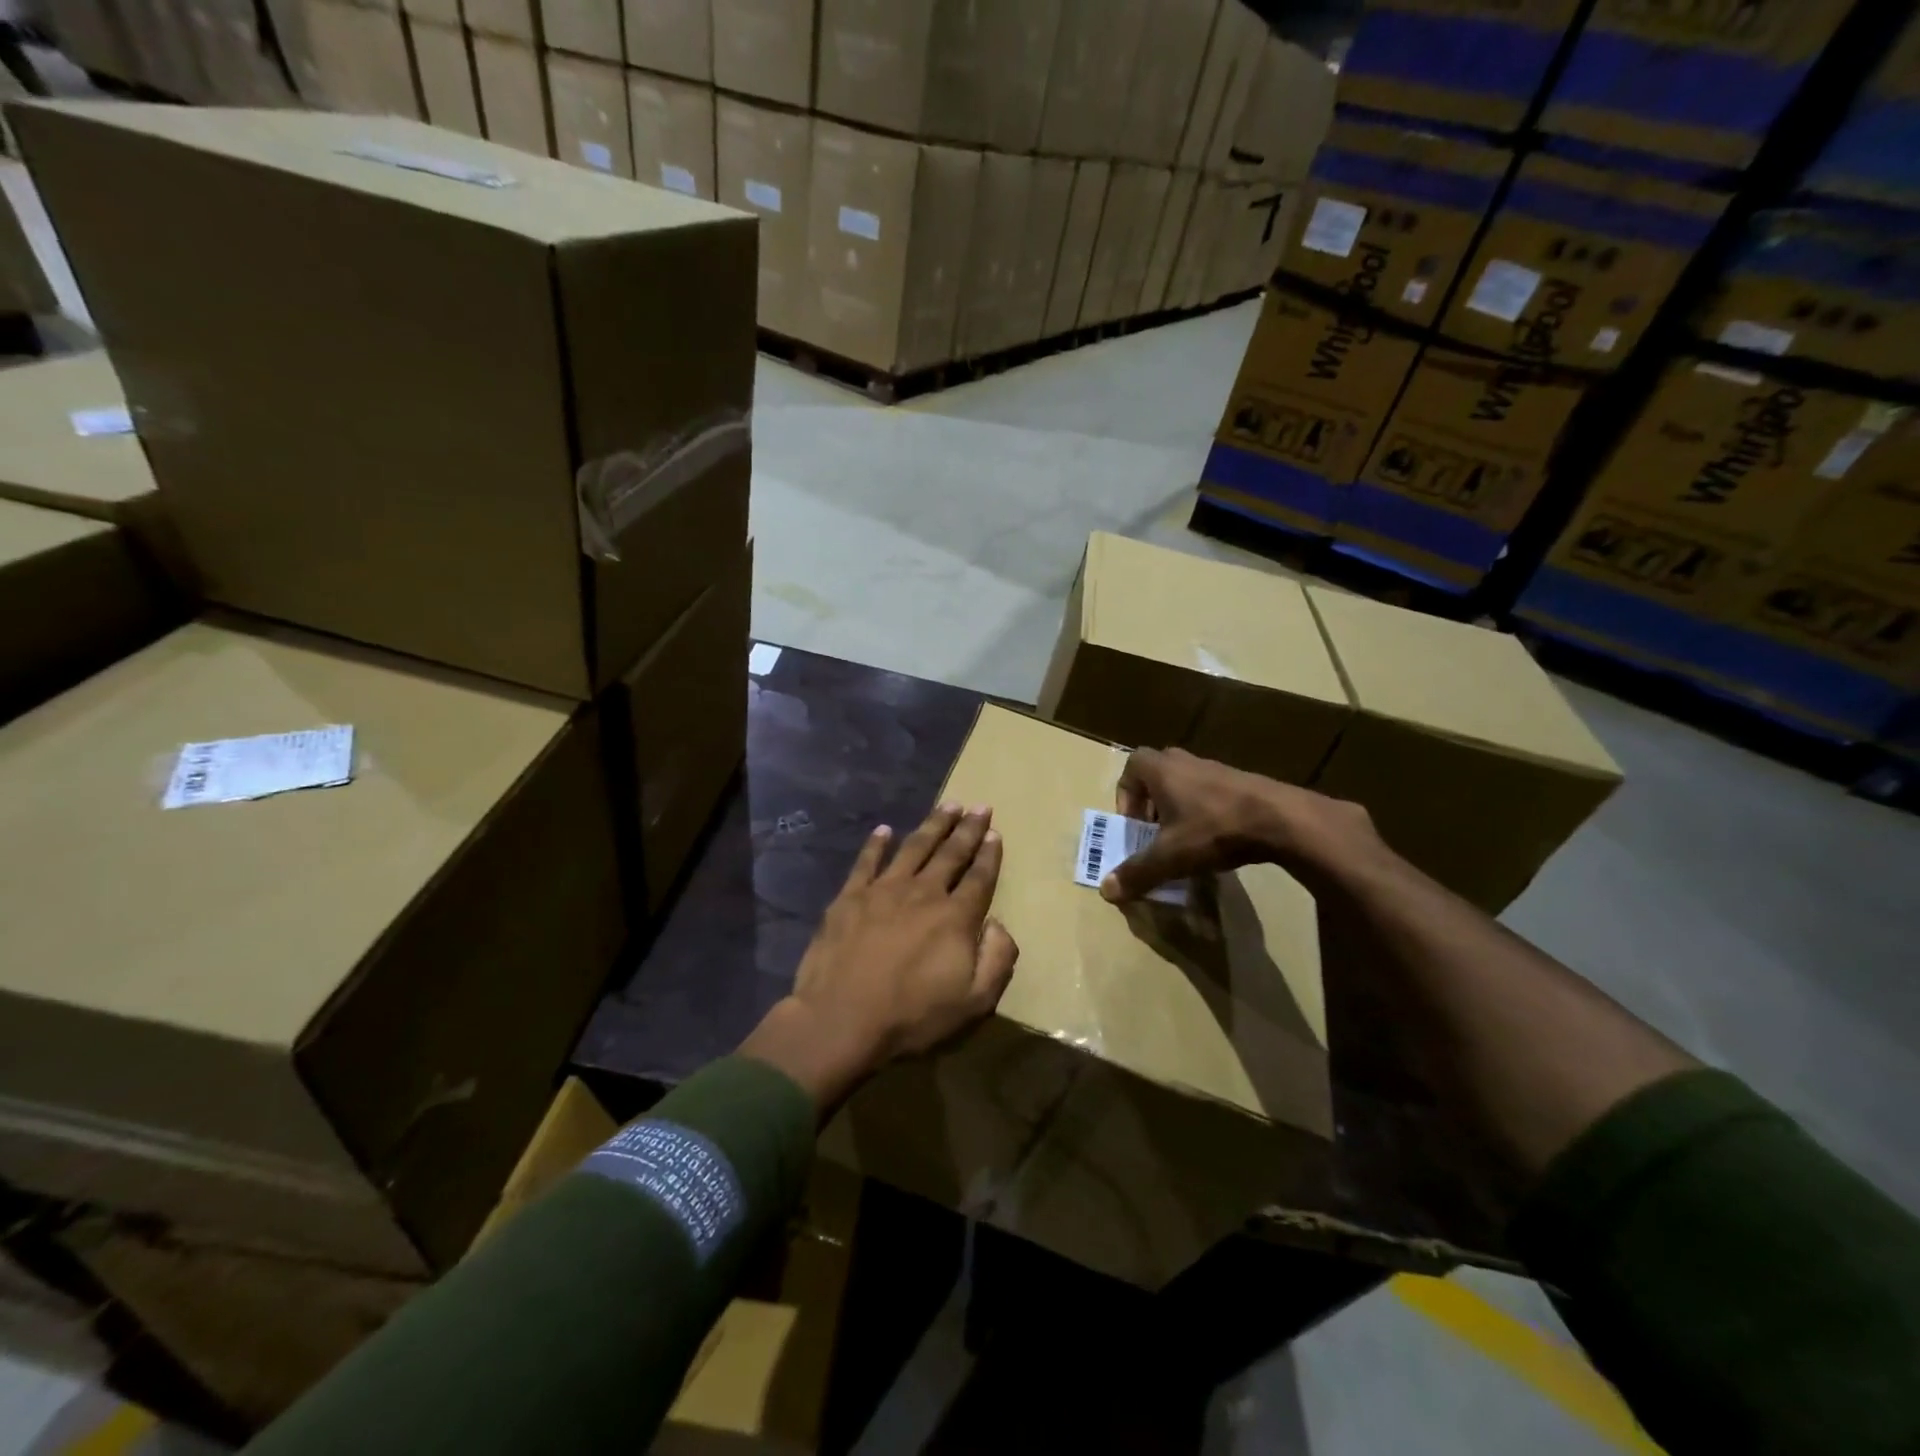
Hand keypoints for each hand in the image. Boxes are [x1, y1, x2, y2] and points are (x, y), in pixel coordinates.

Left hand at [740, 803, 1018, 1117]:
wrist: (841, 1018)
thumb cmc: (911, 1015)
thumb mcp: (973, 1002)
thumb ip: (996, 959)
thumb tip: (999, 924)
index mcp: (955, 917)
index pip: (979, 877)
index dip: (989, 854)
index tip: (996, 833)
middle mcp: (923, 893)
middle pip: (950, 853)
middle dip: (968, 828)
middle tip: (980, 806)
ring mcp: (884, 890)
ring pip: (914, 847)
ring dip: (933, 824)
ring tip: (948, 804)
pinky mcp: (850, 896)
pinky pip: (867, 861)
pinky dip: (876, 844)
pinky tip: (884, 829)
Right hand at [1101, 747, 1382, 902]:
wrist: (1282, 820)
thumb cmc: (1214, 829)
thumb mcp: (1170, 857)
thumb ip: (1137, 872)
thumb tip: (1106, 891)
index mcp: (1162, 769)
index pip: (1131, 766)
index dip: (1125, 795)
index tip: (1134, 825)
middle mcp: (1186, 761)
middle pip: (1158, 774)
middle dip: (1151, 804)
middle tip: (1155, 833)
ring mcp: (1217, 769)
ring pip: (1186, 784)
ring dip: (1179, 809)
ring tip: (1186, 841)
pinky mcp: (1243, 783)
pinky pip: (1212, 793)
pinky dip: (1206, 813)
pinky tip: (1216, 841)